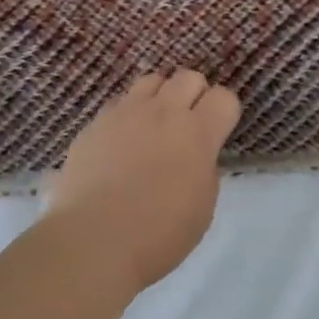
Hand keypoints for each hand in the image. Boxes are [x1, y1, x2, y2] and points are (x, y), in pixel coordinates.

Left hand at [45, 70, 242, 292]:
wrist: (94, 240)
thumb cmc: (159, 234)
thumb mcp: (202, 206)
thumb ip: (204, 169)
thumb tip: (195, 156)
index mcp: (197, 133)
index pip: (224, 97)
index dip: (224, 113)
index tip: (218, 132)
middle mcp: (162, 113)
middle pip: (188, 77)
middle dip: (195, 95)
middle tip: (189, 125)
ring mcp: (124, 114)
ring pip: (151, 80)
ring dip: (160, 97)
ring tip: (155, 126)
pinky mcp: (94, 124)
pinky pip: (119, 103)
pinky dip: (128, 115)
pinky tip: (122, 142)